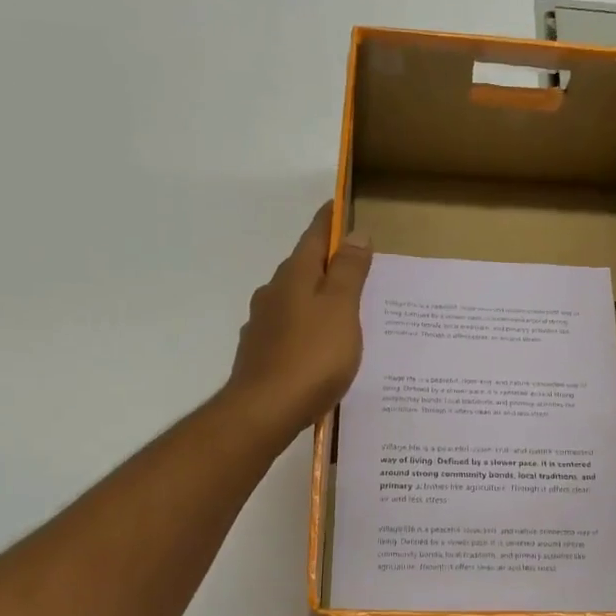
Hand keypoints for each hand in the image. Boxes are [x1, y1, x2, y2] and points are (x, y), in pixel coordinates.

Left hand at [224, 203, 372, 440]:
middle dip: (326, 262)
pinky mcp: (260, 353)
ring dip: (316, 297)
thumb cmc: (312, 355)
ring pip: (294, 300)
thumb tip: (354, 233)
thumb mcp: (341, 308)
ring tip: (343, 310)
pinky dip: (307, 327)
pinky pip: (290, 329)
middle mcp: (272, 293)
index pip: (313, 236)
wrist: (264, 410)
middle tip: (356, 265)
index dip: (329, 220)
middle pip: (302, 267)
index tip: (340, 205)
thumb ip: (348, 271)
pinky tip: (320, 346)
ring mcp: (262, 324)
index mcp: (294, 276)